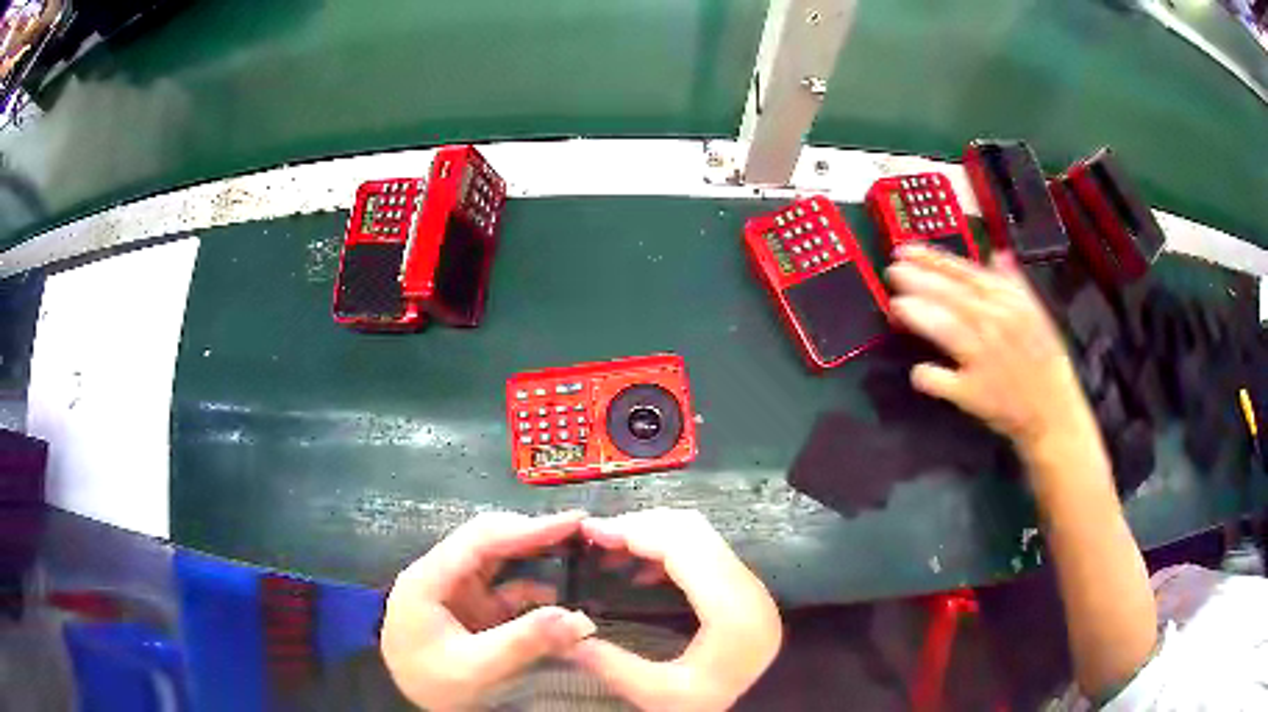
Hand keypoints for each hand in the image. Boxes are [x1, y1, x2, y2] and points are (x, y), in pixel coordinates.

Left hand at [380, 511, 595, 710]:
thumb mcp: (475, 668)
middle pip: (489, 540)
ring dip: (535, 556)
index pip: (481, 539)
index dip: (528, 528)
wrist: (405, 702)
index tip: (574, 521)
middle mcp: (441, 573)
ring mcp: (455, 589)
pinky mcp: (469, 606)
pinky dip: (532, 588)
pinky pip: (504, 587)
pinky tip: (558, 598)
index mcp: (429, 578)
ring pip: (498, 559)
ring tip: (577, 554)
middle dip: (534, 535)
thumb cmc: (431, 682)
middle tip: (581, 534)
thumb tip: (579, 619)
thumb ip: (523, 642)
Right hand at [569, 509, 781, 710]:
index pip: (683, 547)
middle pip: (693, 532)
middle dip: (640, 526)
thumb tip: (564, 632)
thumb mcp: (655, 695)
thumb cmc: (707, 706)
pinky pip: (706, 553)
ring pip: (701, 536)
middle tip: (595, 536)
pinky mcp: (745, 591)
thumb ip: (608, 663)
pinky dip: (670, 549)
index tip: (591, 530)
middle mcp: (748, 588)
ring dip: (654, 534)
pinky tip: (640, 571)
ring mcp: (750, 587)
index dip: (635, 531)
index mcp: (731, 611)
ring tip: (610, 549)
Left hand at [886, 245, 1099, 460]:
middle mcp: (995, 325)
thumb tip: (997, 254)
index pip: (965, 274)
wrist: (1053, 413)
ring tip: (896, 306)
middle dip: (919, 281)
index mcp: (1009, 303)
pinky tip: (919, 371)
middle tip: (892, 272)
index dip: (933, 260)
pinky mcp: (974, 393)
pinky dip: (929, 376)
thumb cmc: (1045, 363)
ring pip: (947, 330)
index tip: (905, 251)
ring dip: (920, 316)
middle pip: (952, 297)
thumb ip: (1014, 285)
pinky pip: (944, 382)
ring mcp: (983, 359)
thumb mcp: (1036, 316)